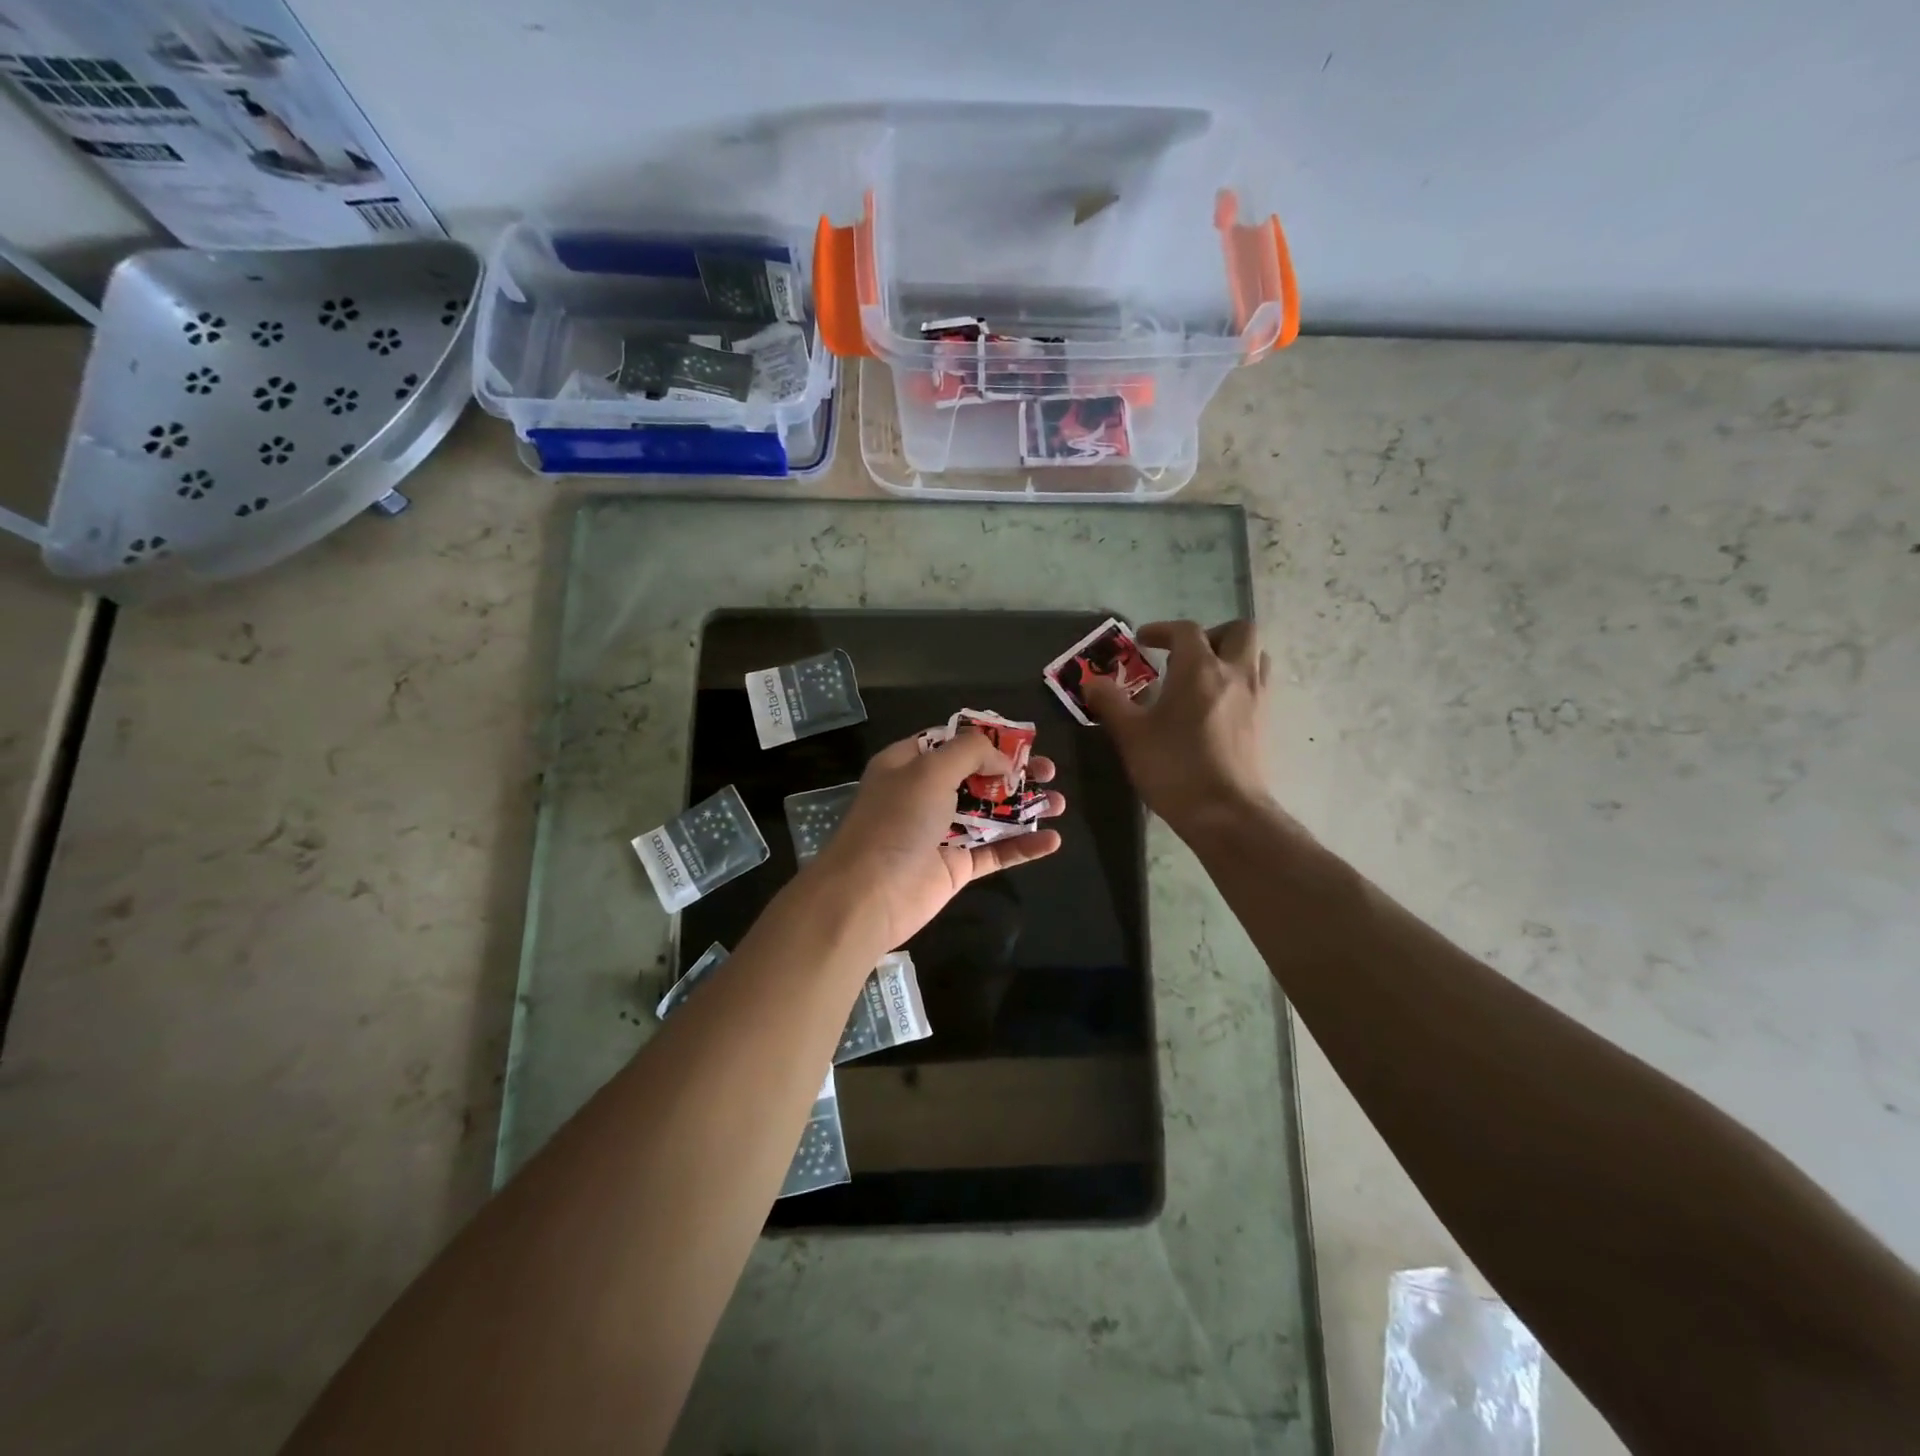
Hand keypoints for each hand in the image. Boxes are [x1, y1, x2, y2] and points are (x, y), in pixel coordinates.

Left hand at [806, 730, 1064, 952]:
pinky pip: (995, 852)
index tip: (1021, 740)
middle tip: (1048, 771)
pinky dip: (1023, 846)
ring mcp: (942, 832)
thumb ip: (969, 753)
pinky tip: (1053, 840)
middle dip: (1014, 772)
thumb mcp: (929, 770)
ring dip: (1026, 807)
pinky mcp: (957, 867)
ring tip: (1060, 802)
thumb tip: (1002, 759)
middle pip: (978, 777)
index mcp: (909, 765)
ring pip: (991, 814)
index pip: (950, 742)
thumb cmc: (896, 821)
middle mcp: (925, 794)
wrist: (869, 894)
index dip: (985, 739)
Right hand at [1084, 619, 1273, 836]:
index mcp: (1200, 669)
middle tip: (1186, 656)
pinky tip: (1217, 709)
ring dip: (1233, 656)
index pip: (1185, 631)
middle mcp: (1235, 674)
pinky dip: (1241, 684)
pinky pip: (1260, 686)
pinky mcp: (1266, 724)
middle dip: (1212, 635)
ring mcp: (1257, 698)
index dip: (1162, 630)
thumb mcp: (1130, 734)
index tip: (1143, 641)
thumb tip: (1091, 682)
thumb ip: (1110, 702)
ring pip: (1257, 656)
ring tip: (1205, 679)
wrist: (1225, 813)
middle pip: (1239, 630)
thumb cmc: (1174, 767)